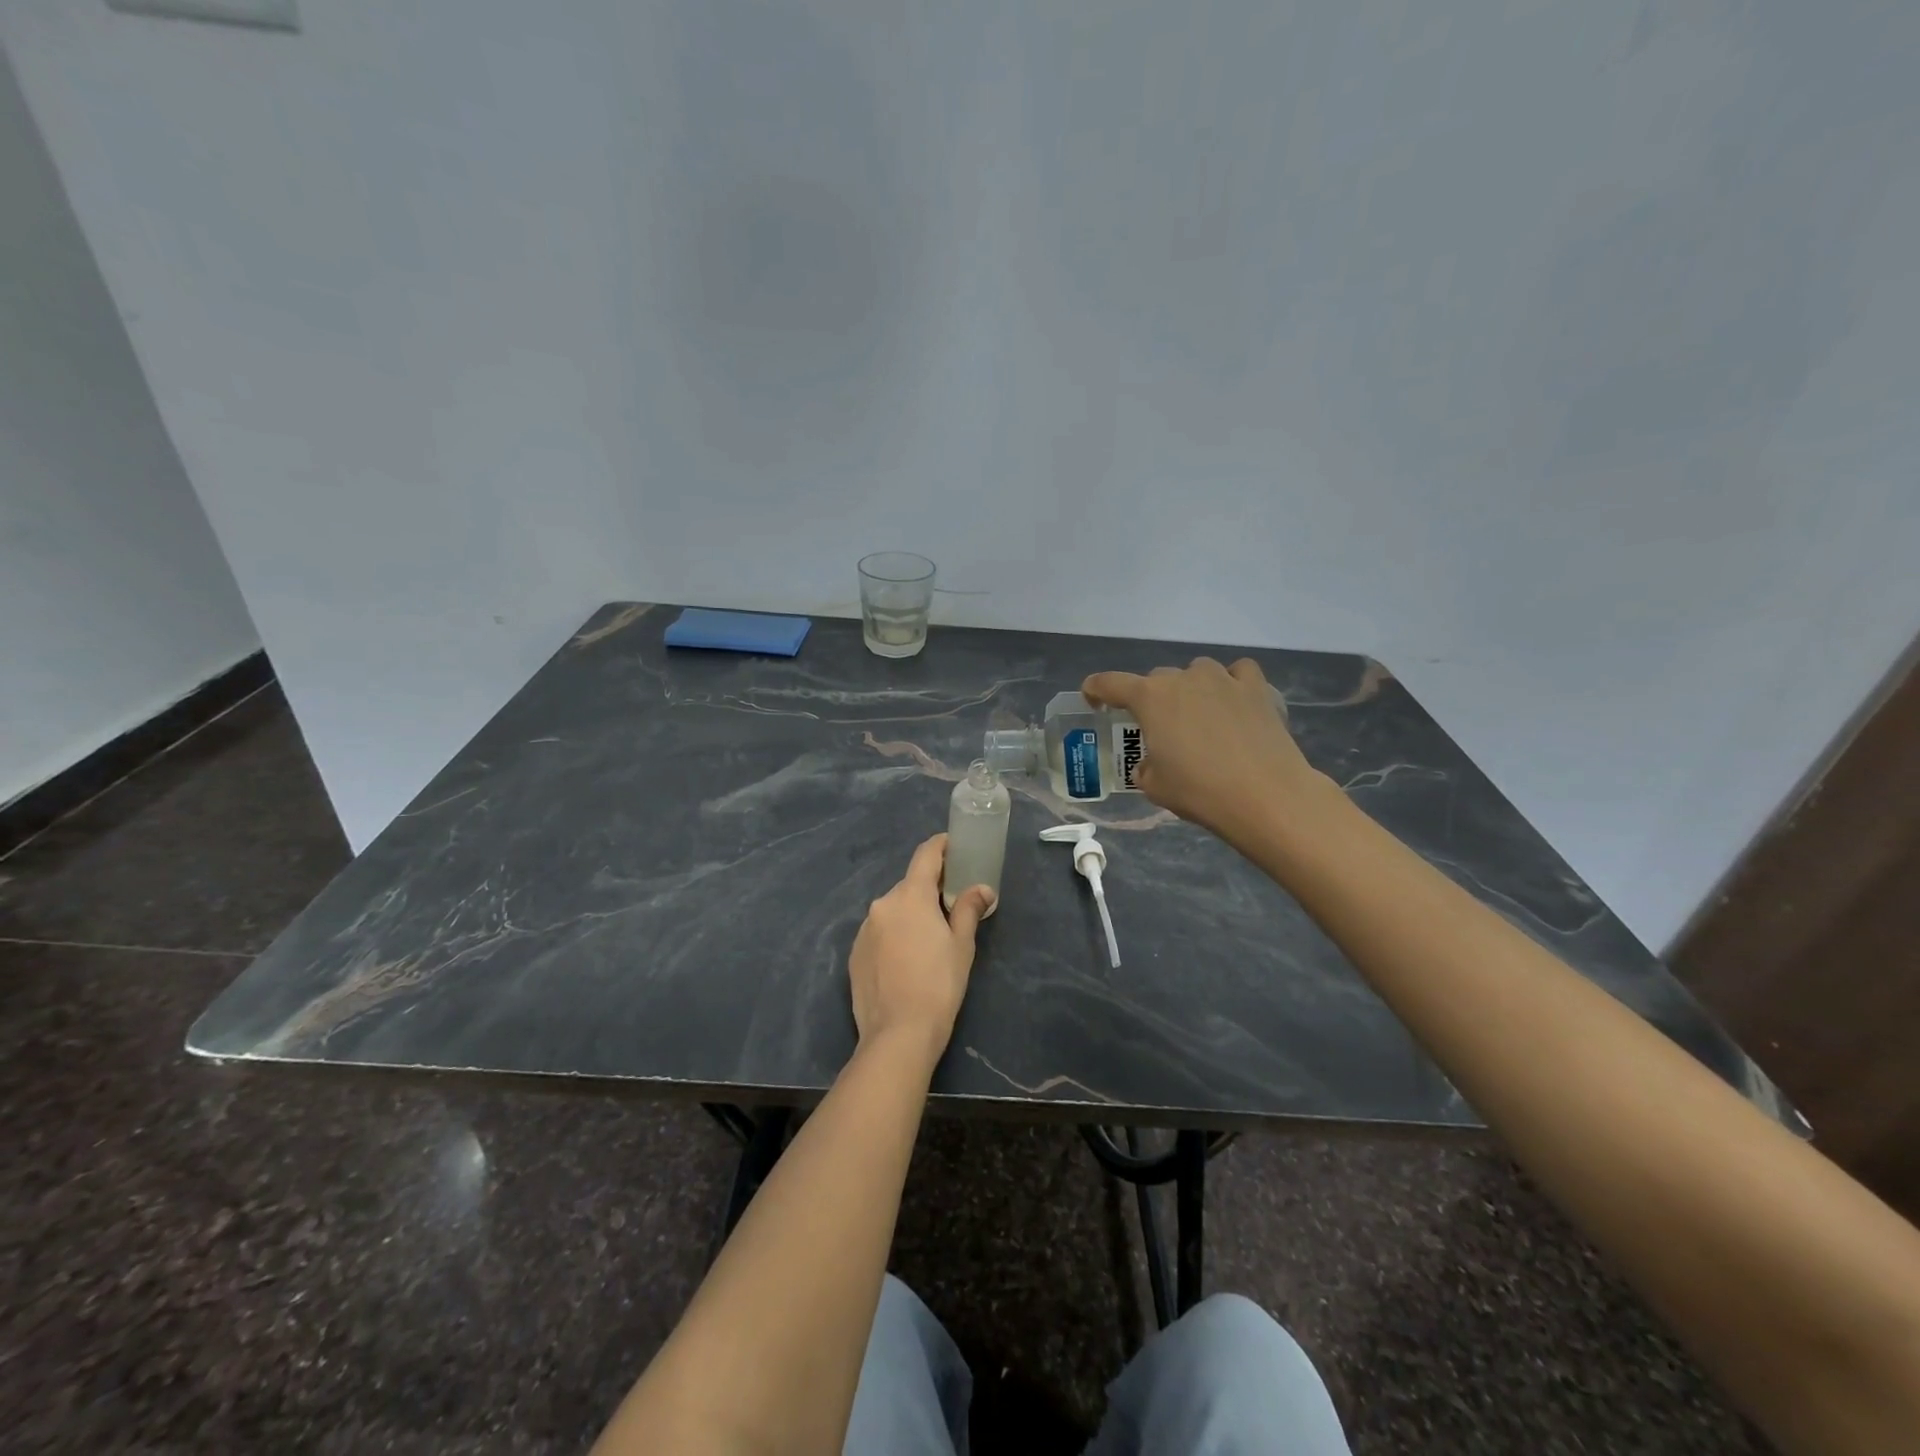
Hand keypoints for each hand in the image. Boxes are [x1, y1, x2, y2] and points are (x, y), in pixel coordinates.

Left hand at [849, 834, 992, 1055]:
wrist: (897, 1034)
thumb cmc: (939, 984)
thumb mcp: (961, 945)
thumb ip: (969, 910)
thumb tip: (981, 889)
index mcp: (910, 896)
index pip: (925, 855)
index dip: (941, 846)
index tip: (954, 845)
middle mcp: (882, 904)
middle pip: (909, 885)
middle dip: (929, 889)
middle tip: (950, 903)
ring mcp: (864, 929)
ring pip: (893, 910)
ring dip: (910, 914)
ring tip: (928, 938)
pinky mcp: (855, 953)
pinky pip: (879, 932)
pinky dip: (894, 935)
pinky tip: (906, 959)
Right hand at [1083, 657, 1330, 845]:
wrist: (1265, 795)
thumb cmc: (1199, 791)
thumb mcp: (1154, 786)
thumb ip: (1145, 766)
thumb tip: (1152, 763)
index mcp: (1150, 698)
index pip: (1110, 683)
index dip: (1095, 689)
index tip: (1092, 698)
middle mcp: (1183, 679)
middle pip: (1157, 680)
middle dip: (1152, 700)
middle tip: (1159, 729)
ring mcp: (1222, 679)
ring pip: (1196, 672)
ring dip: (1191, 689)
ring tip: (1200, 718)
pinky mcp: (1255, 688)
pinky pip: (1238, 673)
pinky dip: (1232, 683)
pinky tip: (1235, 703)